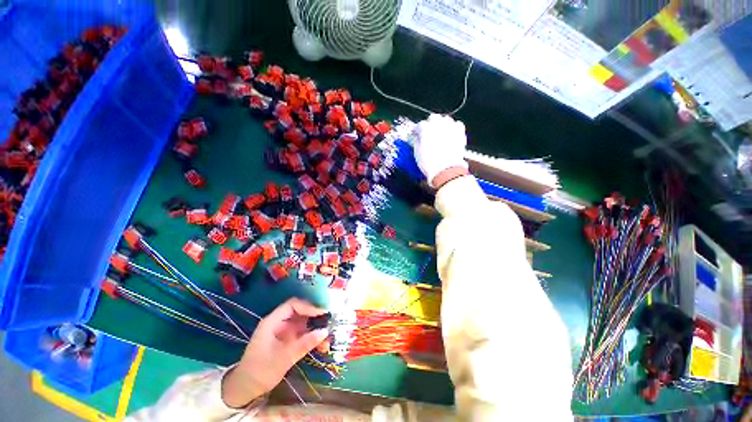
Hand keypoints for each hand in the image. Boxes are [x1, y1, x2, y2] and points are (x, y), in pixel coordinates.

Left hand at [221, 298, 328, 407]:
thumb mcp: (283, 358)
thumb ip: (304, 344)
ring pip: (304, 322)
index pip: (293, 305)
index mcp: (273, 321)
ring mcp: (284, 331)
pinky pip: (303, 333)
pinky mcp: (288, 340)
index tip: (323, 312)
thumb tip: (325, 332)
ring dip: (316, 327)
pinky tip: (322, 344)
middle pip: (300, 311)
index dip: (308, 306)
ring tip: (328, 335)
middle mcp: (280, 322)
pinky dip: (313, 337)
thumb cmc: (260, 370)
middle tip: (330, 320)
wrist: (246, 388)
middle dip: (315, 316)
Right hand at [413, 114, 467, 187]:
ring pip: (445, 120)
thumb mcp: (417, 152)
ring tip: (439, 134)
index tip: (415, 135)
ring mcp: (450, 127)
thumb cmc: (430, 163)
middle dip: (429, 124)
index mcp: (425, 129)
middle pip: (433, 118)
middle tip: (427, 133)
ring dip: (441, 125)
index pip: (419, 126)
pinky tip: (450, 135)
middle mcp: (438, 124)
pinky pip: (457, 125)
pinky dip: (453, 128)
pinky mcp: (460, 133)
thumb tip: (416, 138)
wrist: (446, 170)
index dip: (416, 131)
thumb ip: (416, 141)